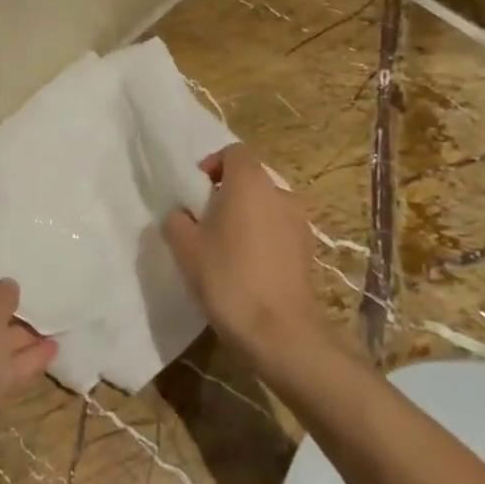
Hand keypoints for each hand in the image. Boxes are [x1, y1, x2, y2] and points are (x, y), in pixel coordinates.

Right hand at [162, 143, 334, 362]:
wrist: (280, 331)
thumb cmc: (228, 277)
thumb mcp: (185, 247)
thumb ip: (177, 220)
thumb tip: (182, 215)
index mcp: (250, 182)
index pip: (233, 152)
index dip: (211, 165)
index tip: (195, 192)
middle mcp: (280, 194)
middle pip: (250, 179)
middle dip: (226, 194)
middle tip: (204, 222)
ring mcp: (299, 223)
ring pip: (265, 206)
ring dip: (245, 217)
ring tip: (225, 248)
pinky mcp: (308, 251)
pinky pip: (278, 231)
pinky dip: (262, 239)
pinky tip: (247, 268)